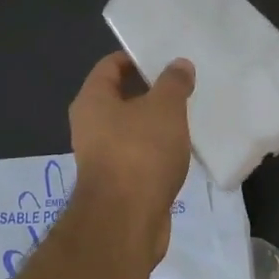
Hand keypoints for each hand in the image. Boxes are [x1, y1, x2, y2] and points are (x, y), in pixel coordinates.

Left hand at [68, 52, 195, 264]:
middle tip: (184, 84)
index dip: (137, 57)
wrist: (127, 222)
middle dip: (151, 89)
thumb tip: (179, 65)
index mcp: (92, 100)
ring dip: (156, 121)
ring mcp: (102, 155)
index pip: (111, 65)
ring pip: (132, 127)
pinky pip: (139, 153)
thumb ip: (173, 82)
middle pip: (121, 96)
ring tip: (188, 113)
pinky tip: (182, 147)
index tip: (167, 58)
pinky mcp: (118, 181)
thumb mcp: (164, 108)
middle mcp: (90, 125)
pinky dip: (157, 148)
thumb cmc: (140, 153)